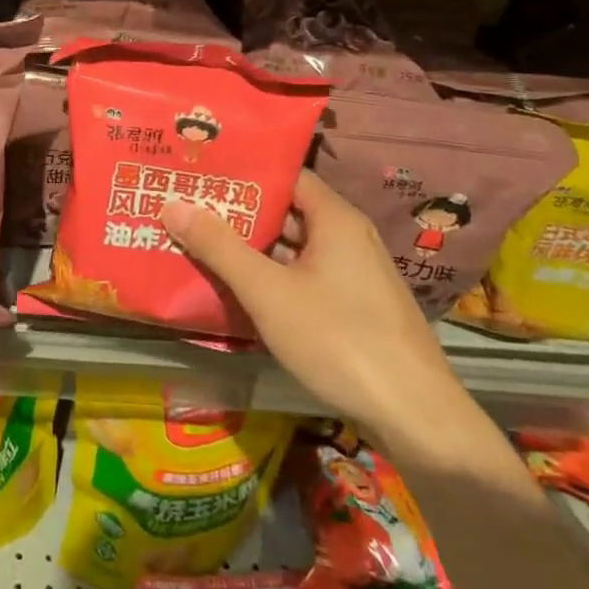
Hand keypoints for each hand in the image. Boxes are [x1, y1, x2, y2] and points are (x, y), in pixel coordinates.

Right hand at [161, 170, 473, 454]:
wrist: (416, 416)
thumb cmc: (339, 339)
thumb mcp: (268, 292)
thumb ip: (219, 247)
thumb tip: (172, 204)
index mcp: (335, 219)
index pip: (286, 175)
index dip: (245, 172)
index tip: (203, 173)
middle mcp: (349, 236)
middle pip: (288, 210)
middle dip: (241, 211)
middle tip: (190, 207)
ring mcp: (355, 273)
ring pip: (295, 247)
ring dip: (254, 247)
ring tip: (202, 241)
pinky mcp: (356, 306)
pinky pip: (306, 275)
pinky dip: (274, 275)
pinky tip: (240, 287)